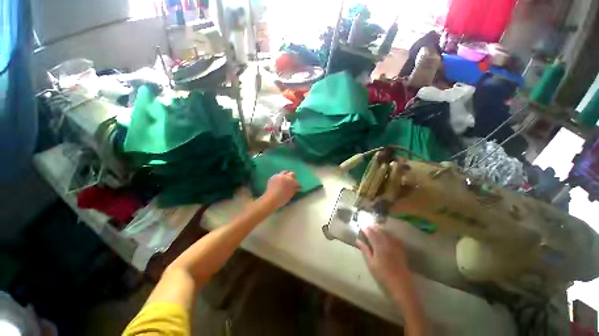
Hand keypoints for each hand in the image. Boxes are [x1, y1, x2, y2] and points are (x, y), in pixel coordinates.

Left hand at [263, 171, 299, 208]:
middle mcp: (285, 176)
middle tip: (292, 182)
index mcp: (291, 180)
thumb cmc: (282, 198)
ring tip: (285, 180)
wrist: (271, 199)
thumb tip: (297, 187)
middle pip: (291, 173)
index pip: (297, 181)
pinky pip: (278, 175)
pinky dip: (279, 177)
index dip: (298, 184)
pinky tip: (279, 182)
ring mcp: (278, 175)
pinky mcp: (273, 177)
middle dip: (293, 177)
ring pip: (284, 172)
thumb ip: (294, 189)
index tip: (298, 186)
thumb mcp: (290, 194)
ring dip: (286, 175)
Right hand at [357, 225, 410, 291]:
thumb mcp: (371, 264)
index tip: (361, 226)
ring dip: (380, 229)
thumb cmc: (383, 276)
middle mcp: (387, 243)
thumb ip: (365, 250)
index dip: (365, 229)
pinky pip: (394, 237)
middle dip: (372, 227)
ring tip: (374, 227)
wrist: (401, 285)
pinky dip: (388, 233)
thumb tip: (358, 240)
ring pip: (387, 232)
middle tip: (366, 225)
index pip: (371, 233)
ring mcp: (395, 245)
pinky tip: (386, 234)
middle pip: (379, 231)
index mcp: (379, 246)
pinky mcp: (401, 249)